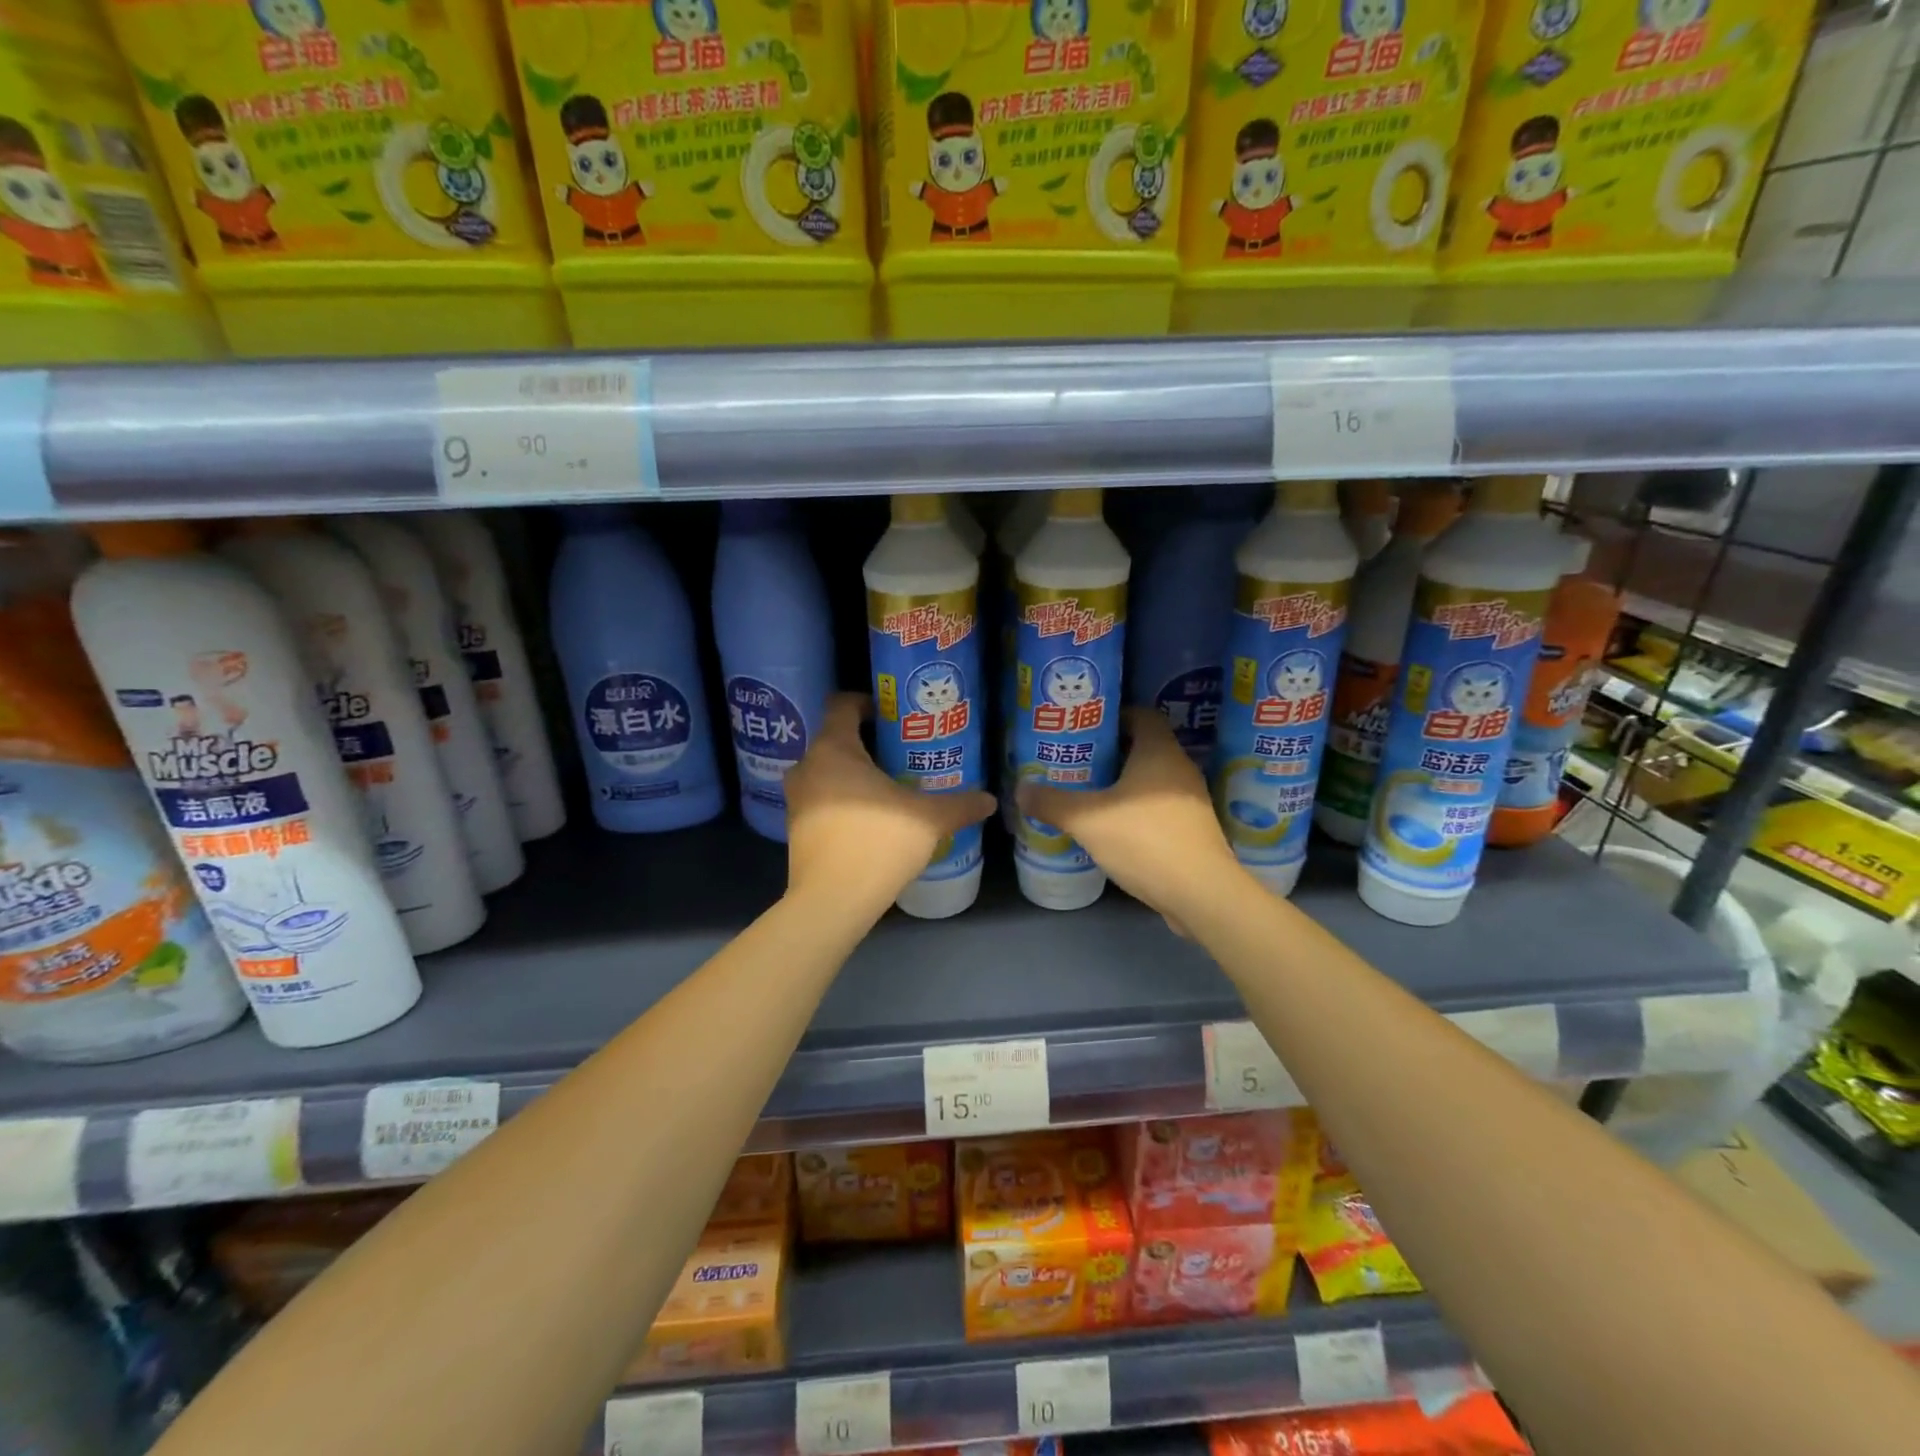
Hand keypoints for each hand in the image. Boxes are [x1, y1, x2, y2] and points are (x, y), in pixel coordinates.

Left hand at [785, 694, 995, 916]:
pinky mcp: (795, 827)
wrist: (832, 900)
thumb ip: (960, 805)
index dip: (867, 703)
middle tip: (901, 752)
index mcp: (834, 749)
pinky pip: (822, 798)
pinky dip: (843, 799)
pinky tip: (871, 817)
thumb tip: (990, 799)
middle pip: (836, 739)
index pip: (842, 705)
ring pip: (827, 772)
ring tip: (889, 786)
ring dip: (854, 774)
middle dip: (867, 743)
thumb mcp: (928, 820)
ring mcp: (797, 799)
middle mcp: (808, 766)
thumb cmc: (878, 841)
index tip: (893, 715)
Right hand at [1017, 707, 1240, 928]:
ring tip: (1089, 793)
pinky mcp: (1193, 830)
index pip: (1141, 715)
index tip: (1085, 729)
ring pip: (1152, 780)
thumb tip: (1020, 790)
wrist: (1201, 893)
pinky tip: (1113, 827)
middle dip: (1112, 752)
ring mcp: (1191, 801)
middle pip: (1145, 748)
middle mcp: (1180, 769)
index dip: (1113, 716)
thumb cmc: (1145, 841)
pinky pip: (1160, 807)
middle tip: (1077, 761)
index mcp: (1160, 752)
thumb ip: (1052, 803)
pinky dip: (1137, 810)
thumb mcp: (1088, 820)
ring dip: (1124, 784)